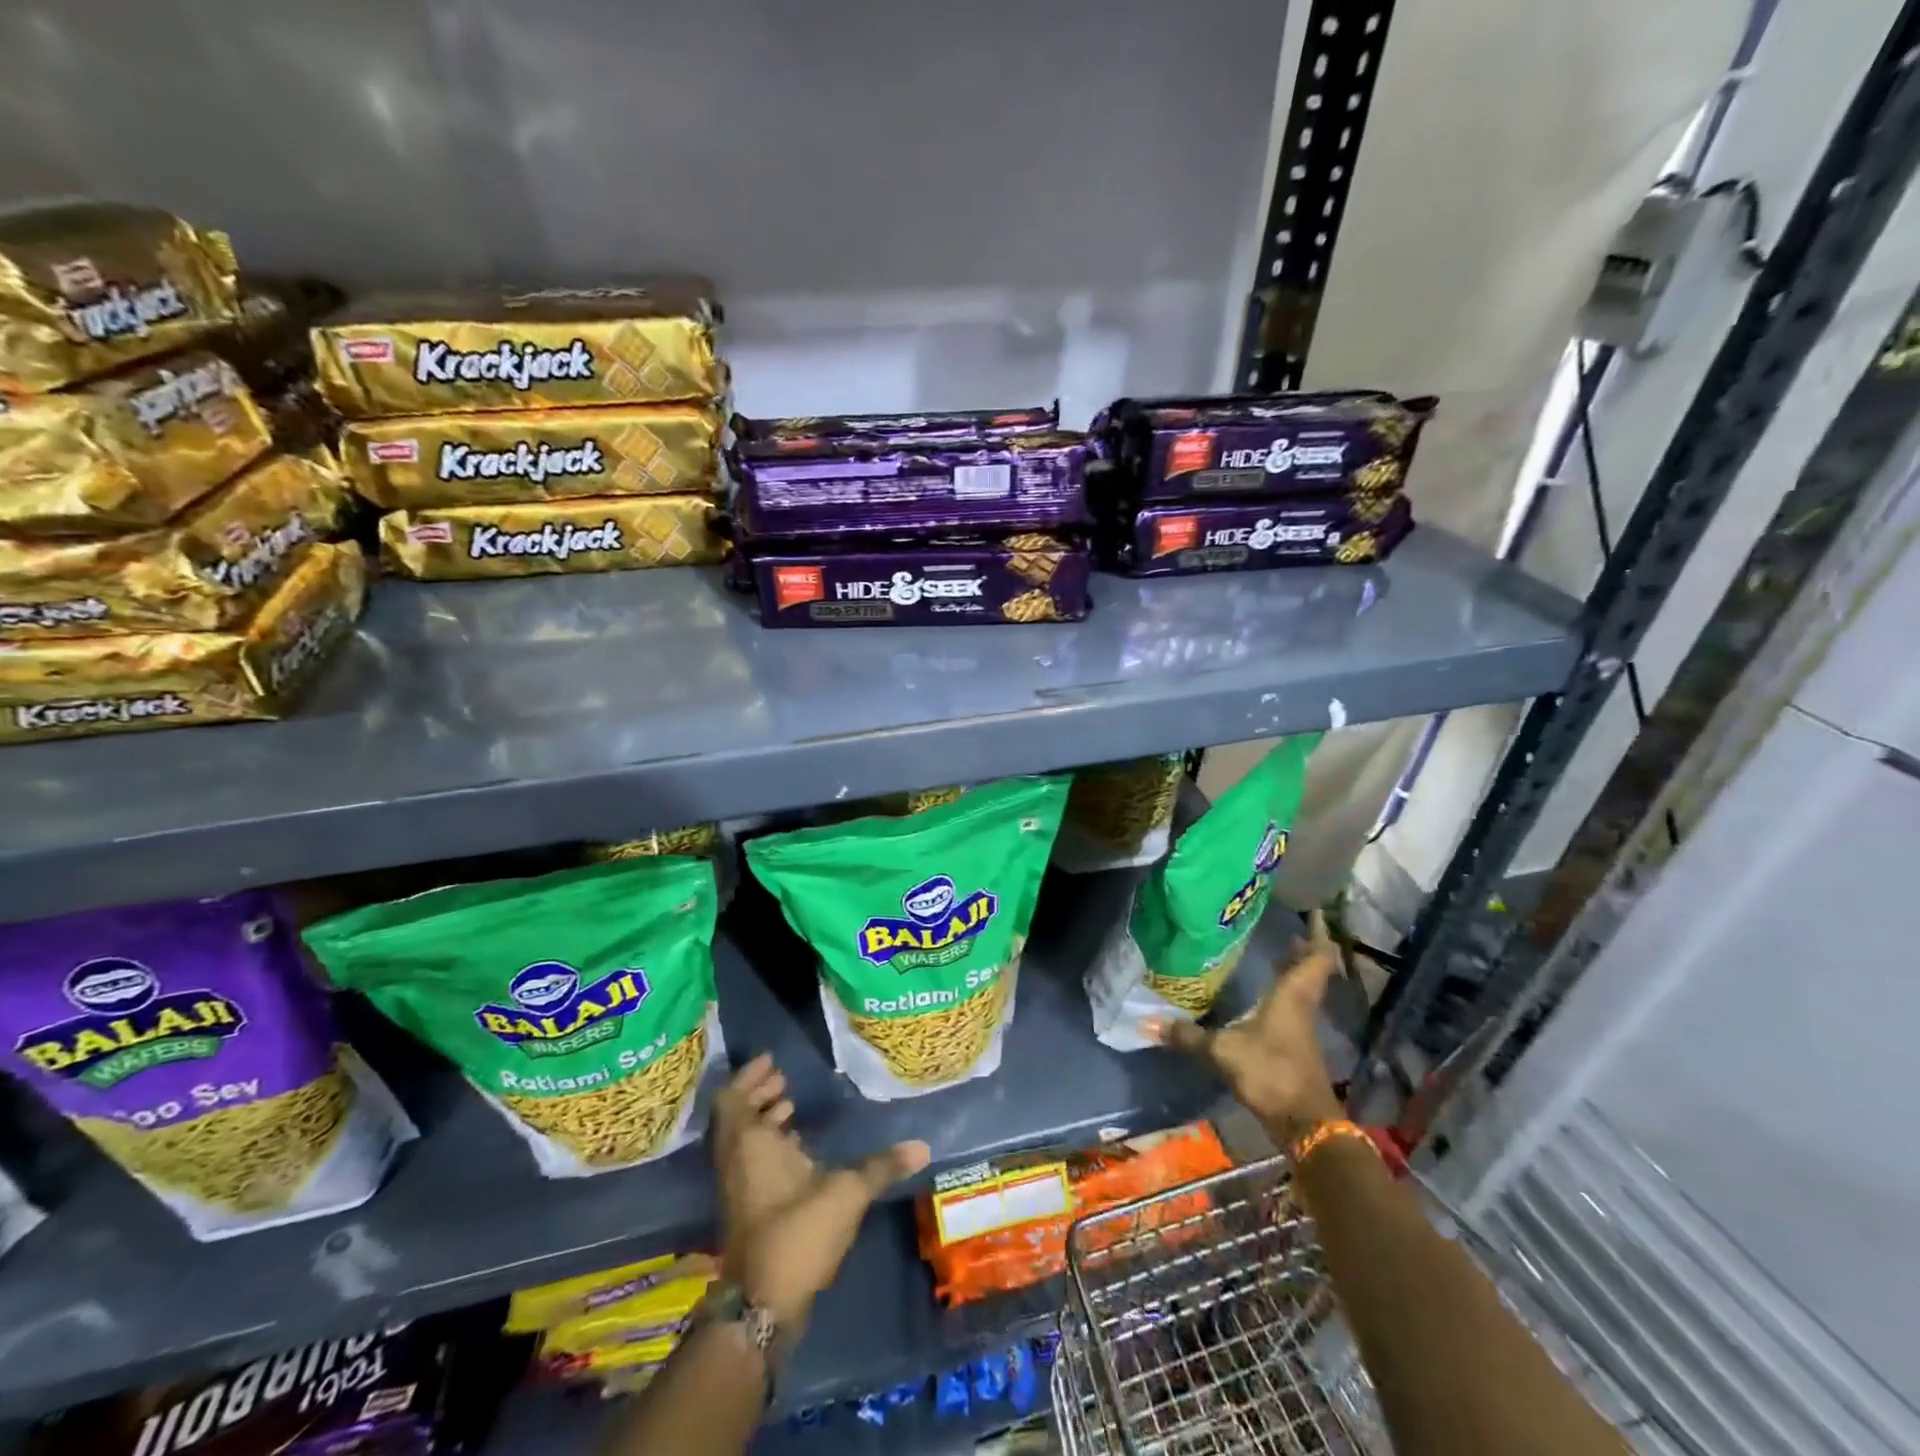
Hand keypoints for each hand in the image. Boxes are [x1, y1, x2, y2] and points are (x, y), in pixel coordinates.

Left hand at [713, 1054, 929, 1330]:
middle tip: (784, 1081)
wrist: (762, 1304)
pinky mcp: (745, 1210)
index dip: (748, 1076)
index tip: (772, 1061)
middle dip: (758, 1094)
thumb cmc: (797, 1231)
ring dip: (762, 1121)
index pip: (732, 1096)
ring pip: (742, 1141)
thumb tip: (922, 1146)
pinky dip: (766, 1147)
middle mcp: (734, 1159)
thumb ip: (881, 1166)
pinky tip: (797, 1152)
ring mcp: (736, 1188)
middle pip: (736, 1116)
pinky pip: (749, 1162)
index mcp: (748, 1142)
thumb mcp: (847, 1192)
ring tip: (791, 1108)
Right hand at [1151, 908, 1344, 1146]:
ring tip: (1277, 953)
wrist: (1305, 1124)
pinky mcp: (1297, 1047)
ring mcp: (1302, 1028)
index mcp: (1292, 996)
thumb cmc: (1270, 1072)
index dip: (1318, 934)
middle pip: (1312, 971)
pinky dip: (1285, 993)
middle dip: (1304, 949)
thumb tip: (1147, 1024)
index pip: (1316, 958)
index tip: (1314, 912)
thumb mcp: (1223, 1051)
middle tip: (1289, 928)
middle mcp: (1301, 1006)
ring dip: (1296, 971)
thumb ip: (1188, 1037)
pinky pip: (1295, 1007)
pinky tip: (1264, 996)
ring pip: (1304, 989)